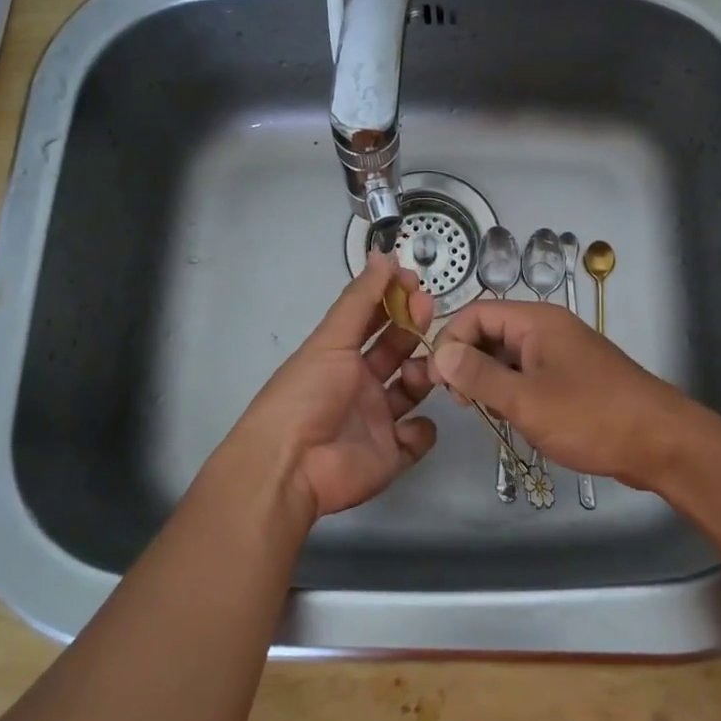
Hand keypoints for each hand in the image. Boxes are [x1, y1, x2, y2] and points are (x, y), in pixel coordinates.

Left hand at [216, 256, 438, 520]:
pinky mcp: (391, 454)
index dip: (392, 300)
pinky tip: (413, 422)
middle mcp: (360, 384)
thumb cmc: (307, 393)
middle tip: (429, 310)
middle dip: (413, 328)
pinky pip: (419, 437)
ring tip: (426, 370)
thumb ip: (360, 299)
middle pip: (396, 350)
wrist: (292, 464)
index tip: (413, 281)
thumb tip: (383, 255)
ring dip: (425, 374)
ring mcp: (377, 419)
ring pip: (413, 389)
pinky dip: (422, 430)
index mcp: (341, 356)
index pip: (373, 320)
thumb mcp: (331, 339)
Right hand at [429, 300, 696, 492]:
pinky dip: (515, 392)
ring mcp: (562, 353)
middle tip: (463, 403)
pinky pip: (530, 375)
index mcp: (536, 321)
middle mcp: (548, 328)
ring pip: (509, 357)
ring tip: (490, 415)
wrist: (661, 442)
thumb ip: (478, 376)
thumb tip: (440, 353)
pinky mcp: (573, 377)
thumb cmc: (591, 416)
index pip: (475, 313)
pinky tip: (516, 419)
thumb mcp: (525, 399)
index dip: (450, 342)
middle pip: (491, 333)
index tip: (436, 381)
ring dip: (491, 382)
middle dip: (469, 364)